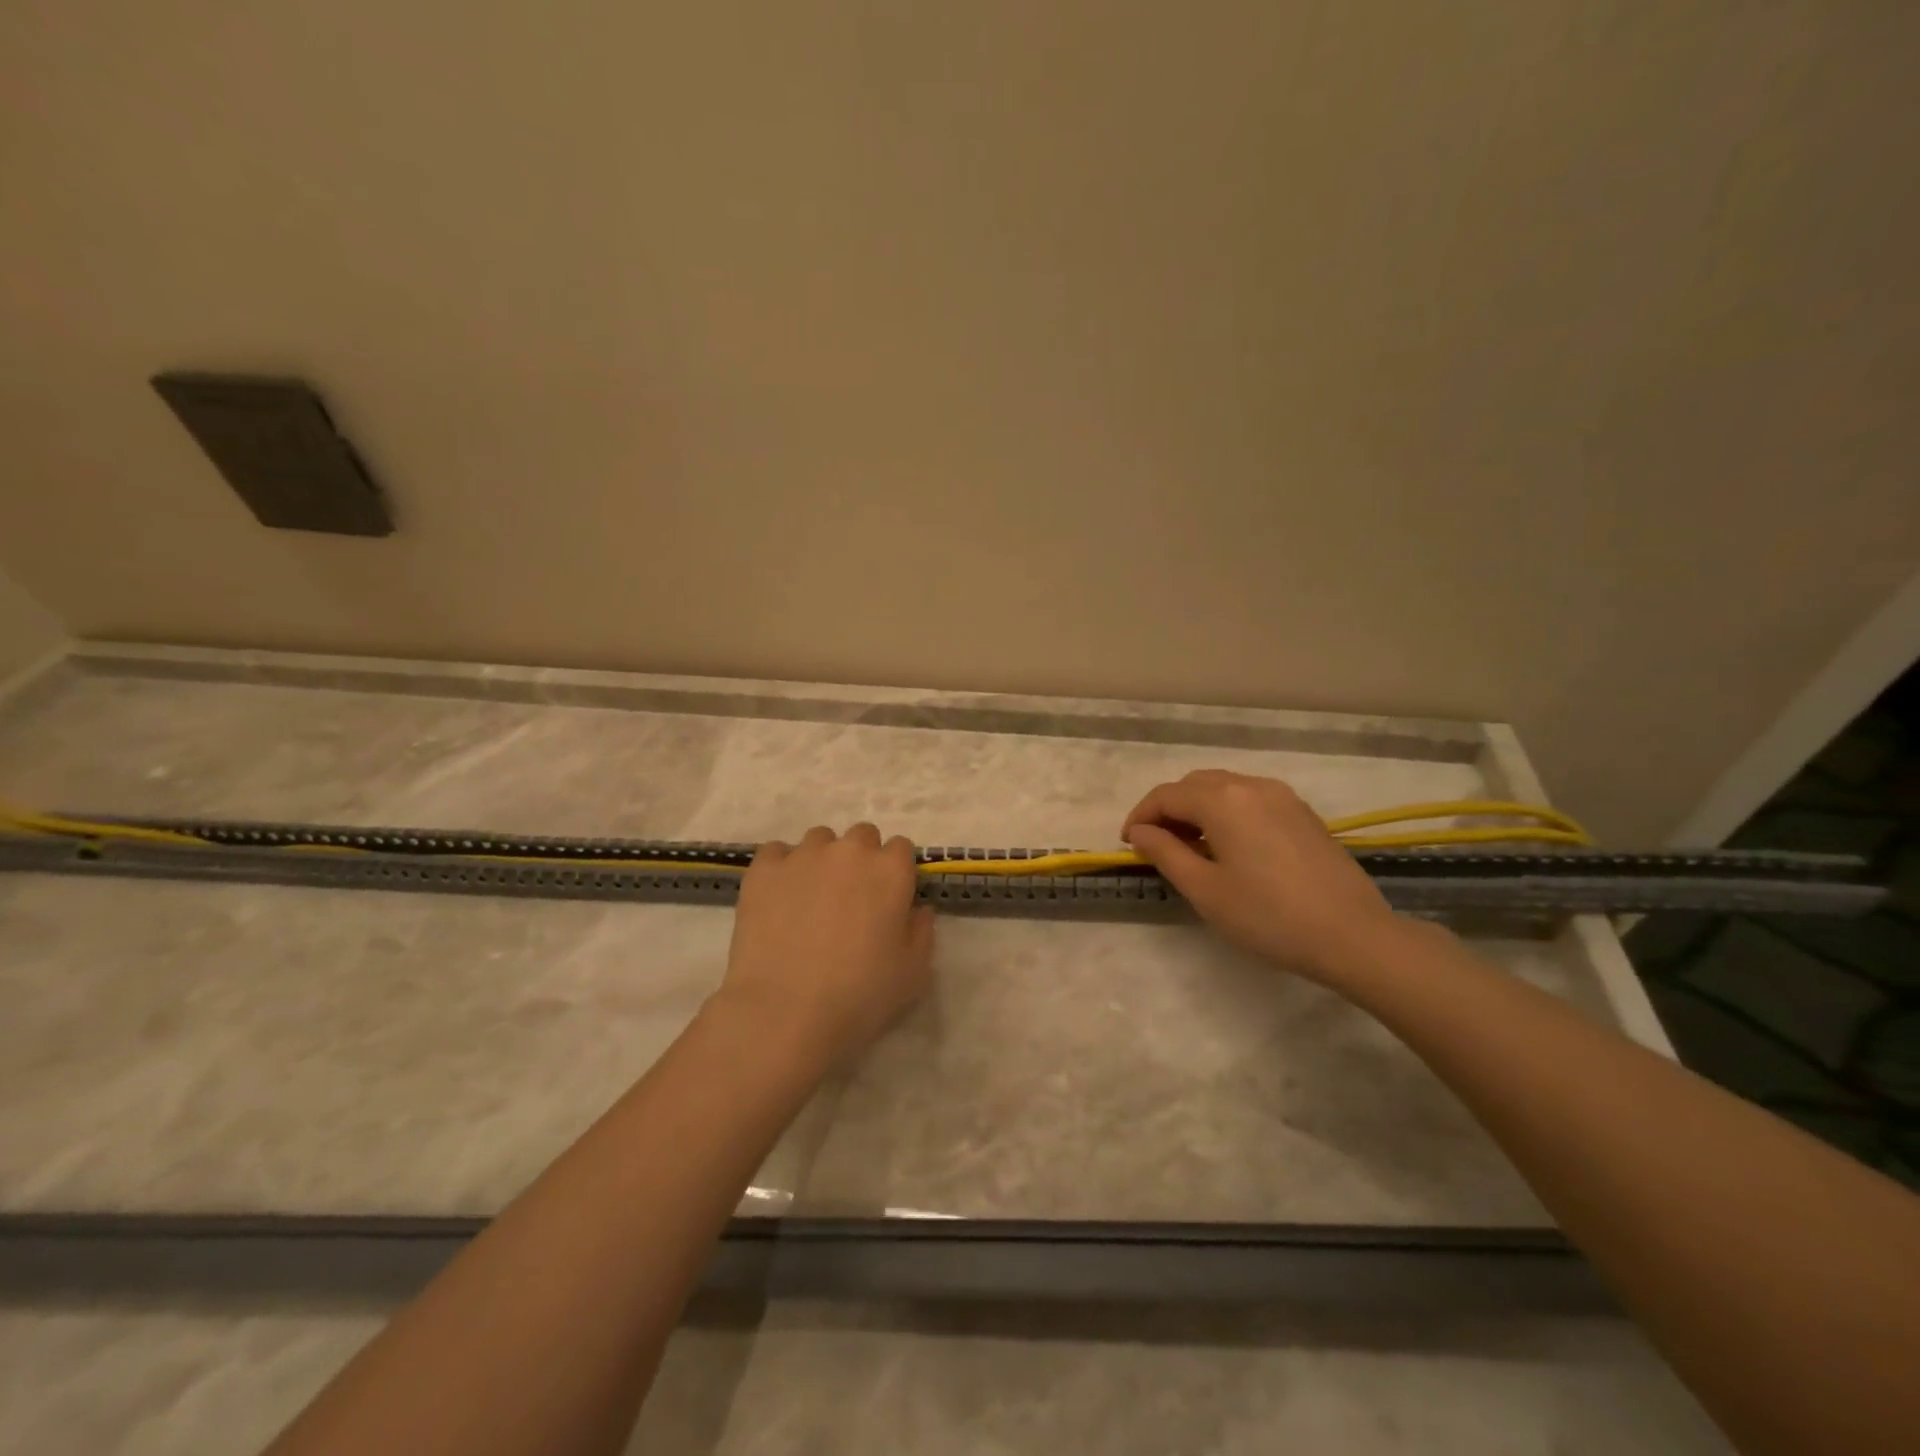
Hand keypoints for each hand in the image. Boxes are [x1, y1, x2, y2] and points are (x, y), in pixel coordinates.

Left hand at [715, 823, 934, 1068]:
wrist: (785, 1011)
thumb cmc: (859, 995)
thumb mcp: (913, 972)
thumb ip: (921, 931)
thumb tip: (916, 910)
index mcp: (891, 870)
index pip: (901, 848)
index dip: (895, 873)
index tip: (888, 900)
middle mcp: (850, 851)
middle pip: (862, 836)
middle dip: (861, 859)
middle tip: (851, 899)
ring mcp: (803, 855)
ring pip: (819, 840)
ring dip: (822, 860)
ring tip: (811, 898)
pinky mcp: (764, 869)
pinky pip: (777, 852)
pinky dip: (782, 868)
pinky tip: (779, 898)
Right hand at [1122, 770, 1401, 981]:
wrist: (1353, 935)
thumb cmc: (1268, 916)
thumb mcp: (1205, 889)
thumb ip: (1165, 853)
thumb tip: (1140, 833)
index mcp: (1222, 799)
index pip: (1165, 795)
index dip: (1140, 817)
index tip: (1128, 846)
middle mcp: (1251, 785)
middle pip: (1194, 785)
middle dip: (1167, 810)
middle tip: (1156, 847)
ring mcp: (1282, 796)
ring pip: (1224, 788)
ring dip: (1197, 810)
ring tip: (1190, 848)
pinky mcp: (1302, 813)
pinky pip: (1250, 799)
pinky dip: (1227, 813)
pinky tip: (1229, 847)